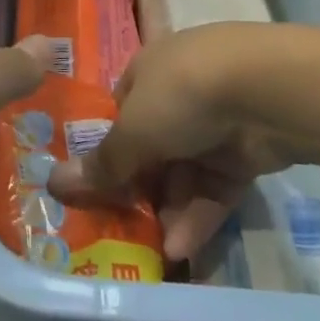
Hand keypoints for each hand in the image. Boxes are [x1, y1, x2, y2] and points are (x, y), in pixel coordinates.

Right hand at [49, 22, 302, 262]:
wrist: (266, 90)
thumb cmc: (183, 95)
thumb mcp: (133, 131)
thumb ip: (102, 164)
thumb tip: (53, 183)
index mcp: (148, 71)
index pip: (121, 112)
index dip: (109, 149)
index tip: (99, 186)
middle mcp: (180, 92)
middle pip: (153, 146)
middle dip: (141, 188)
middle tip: (125, 227)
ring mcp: (216, 122)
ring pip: (186, 171)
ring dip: (170, 209)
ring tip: (157, 249)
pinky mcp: (247, 151)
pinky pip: (216, 186)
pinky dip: (200, 214)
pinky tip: (183, 247)